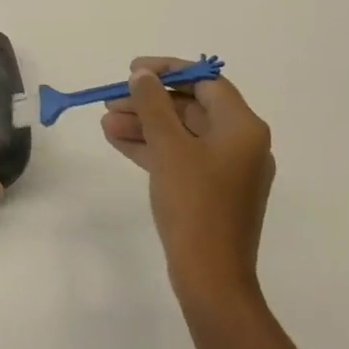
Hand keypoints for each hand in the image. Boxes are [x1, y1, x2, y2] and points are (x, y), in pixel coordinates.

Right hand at [102, 59, 274, 302]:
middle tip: (111, 100)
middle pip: (191, 107)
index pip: (206, 81)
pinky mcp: (213, 191)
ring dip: (145, 125)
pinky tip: (118, 141)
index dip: (168, 71)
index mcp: (243, 127)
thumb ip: (153, 104)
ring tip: (106, 123)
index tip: (133, 70)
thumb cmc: (194, 204)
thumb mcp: (168, 147)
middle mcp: (241, 143)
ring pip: (182, 133)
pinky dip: (153, 148)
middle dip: (149, 102)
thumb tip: (142, 75)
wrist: (210, 277)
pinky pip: (181, 157)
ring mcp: (227, 170)